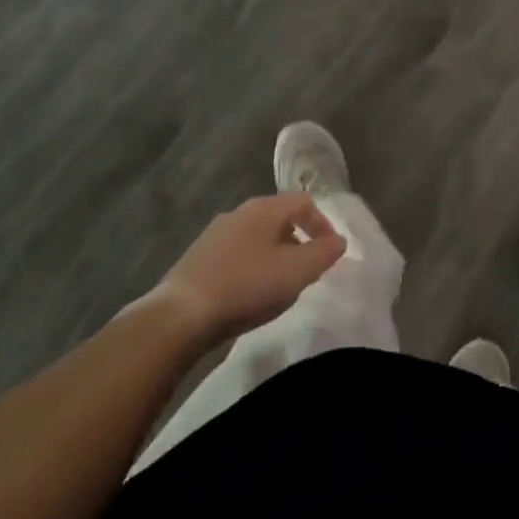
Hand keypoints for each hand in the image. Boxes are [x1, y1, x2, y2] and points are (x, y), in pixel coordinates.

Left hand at [152, 194, 344, 347]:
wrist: (179, 316)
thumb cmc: (246, 286)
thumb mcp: (296, 272)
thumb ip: (323, 253)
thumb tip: (339, 241)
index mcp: (265, 208)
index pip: (304, 202)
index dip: (322, 224)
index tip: (330, 252)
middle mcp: (240, 212)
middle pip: (279, 218)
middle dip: (298, 241)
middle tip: (306, 271)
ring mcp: (215, 234)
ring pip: (256, 237)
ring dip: (274, 256)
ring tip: (279, 286)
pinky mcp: (197, 259)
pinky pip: (236, 255)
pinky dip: (250, 268)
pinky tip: (248, 295)